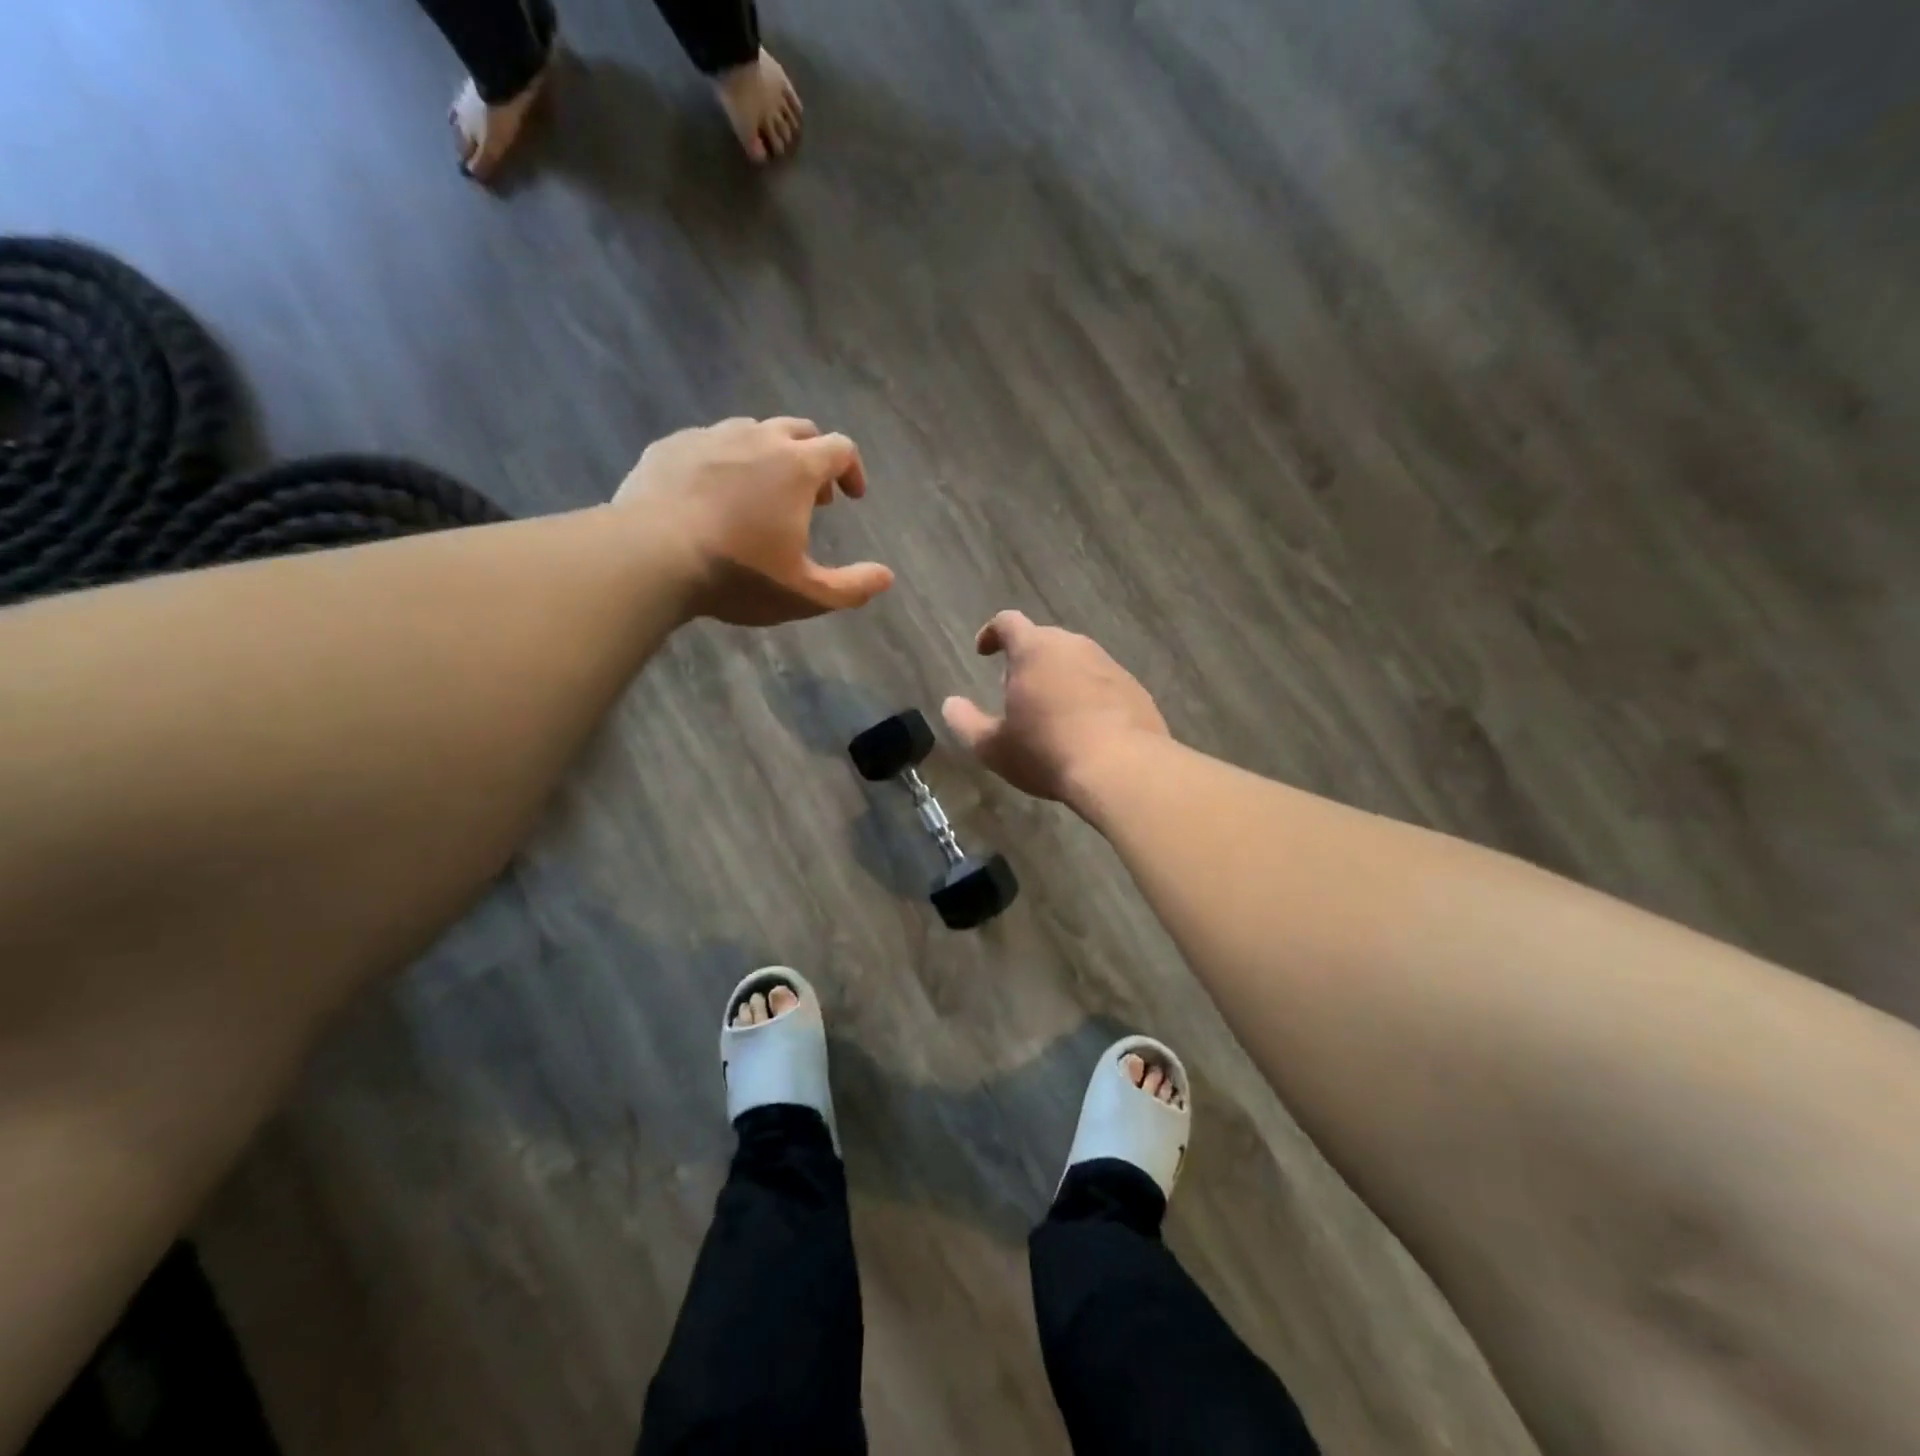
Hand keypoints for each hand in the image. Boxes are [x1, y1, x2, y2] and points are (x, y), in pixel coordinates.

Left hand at [615, 416, 893, 625]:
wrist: (649, 556)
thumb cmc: (738, 574)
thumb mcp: (805, 594)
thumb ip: (852, 587)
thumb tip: (887, 577)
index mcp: (797, 466)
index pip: (841, 448)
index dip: (852, 470)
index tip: (852, 496)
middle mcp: (757, 438)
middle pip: (799, 429)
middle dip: (813, 458)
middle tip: (811, 497)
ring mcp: (709, 437)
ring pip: (751, 431)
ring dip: (768, 456)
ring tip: (760, 494)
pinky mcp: (669, 446)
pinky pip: (707, 443)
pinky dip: (723, 461)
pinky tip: (711, 494)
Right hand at [942, 611, 1169, 801]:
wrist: (1123, 768)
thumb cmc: (1047, 752)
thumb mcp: (994, 747)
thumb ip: (966, 722)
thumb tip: (951, 705)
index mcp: (1035, 650)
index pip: (1008, 622)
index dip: (992, 633)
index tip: (984, 651)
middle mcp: (1074, 646)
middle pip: (1044, 640)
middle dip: (1026, 659)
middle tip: (1017, 691)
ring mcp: (1109, 665)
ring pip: (1076, 660)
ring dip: (1059, 677)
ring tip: (1052, 712)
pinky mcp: (1135, 687)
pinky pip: (1103, 683)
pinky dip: (1088, 696)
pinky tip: (1086, 728)